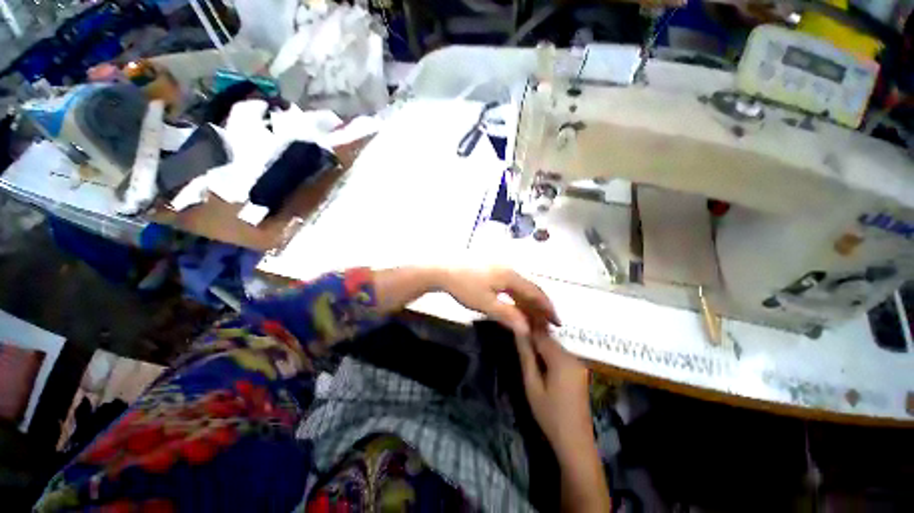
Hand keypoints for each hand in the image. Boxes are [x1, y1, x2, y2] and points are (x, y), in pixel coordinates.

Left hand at [437, 267, 560, 340]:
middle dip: (539, 305)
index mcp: (510, 276)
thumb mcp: (486, 304)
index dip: (547, 308)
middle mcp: (509, 269)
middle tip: (546, 322)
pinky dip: (516, 295)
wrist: (442, 270)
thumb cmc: (464, 287)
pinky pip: (510, 283)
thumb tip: (528, 329)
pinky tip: (514, 304)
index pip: (535, 292)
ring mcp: (499, 267)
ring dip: (528, 301)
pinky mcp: (491, 268)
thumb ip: (508, 315)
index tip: (557, 322)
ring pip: (520, 286)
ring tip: (533, 316)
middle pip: (529, 288)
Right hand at [515, 330, 591, 453]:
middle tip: (517, 340)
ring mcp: (579, 365)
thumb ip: (526, 355)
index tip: (515, 322)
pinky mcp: (580, 372)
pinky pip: (561, 356)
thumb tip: (518, 330)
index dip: (527, 327)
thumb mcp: (532, 384)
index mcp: (561, 359)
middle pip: (550, 340)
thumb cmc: (549, 414)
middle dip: (534, 337)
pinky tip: (541, 365)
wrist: (575, 443)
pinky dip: (549, 356)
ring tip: (526, 351)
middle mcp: (573, 357)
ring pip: (555, 347)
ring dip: (541, 347)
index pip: (541, 334)